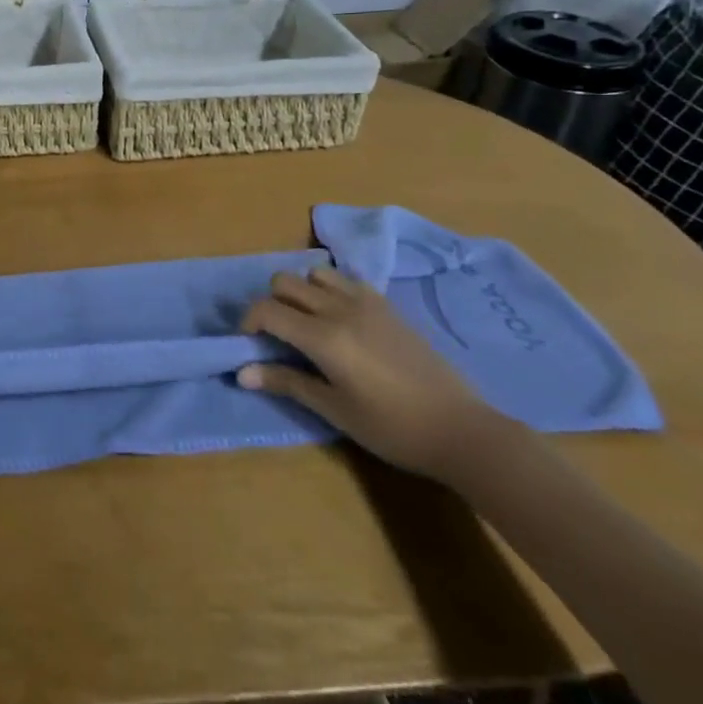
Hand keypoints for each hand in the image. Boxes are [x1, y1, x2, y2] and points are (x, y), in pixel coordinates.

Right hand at [238, 265, 512, 482]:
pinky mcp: (387, 306)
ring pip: (315, 273)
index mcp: (323, 337)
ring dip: (302, 292)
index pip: (267, 309)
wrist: (460, 430)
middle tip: (278, 335)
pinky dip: (330, 290)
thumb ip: (286, 383)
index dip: (249, 321)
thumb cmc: (391, 428)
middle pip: (285, 281)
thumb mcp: (334, 410)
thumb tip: (242, 372)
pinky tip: (341, 321)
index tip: (250, 344)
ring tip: (309, 323)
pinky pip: (346, 280)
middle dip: (271, 302)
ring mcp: (366, 302)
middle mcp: (339, 308)